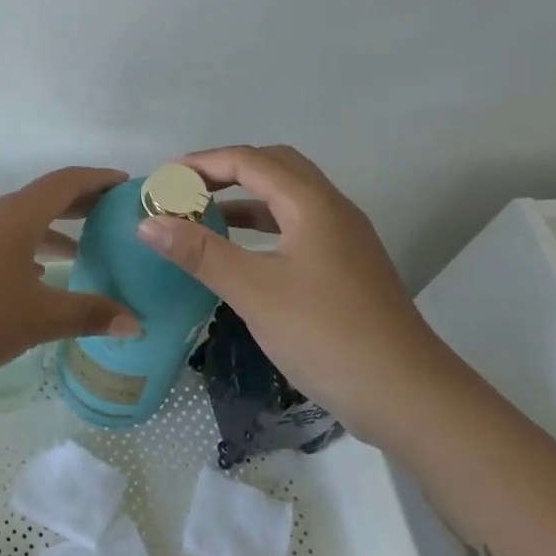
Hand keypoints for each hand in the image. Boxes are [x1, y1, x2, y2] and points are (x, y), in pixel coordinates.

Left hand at [0, 167, 141, 386]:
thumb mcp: (38, 319)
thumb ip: (89, 315)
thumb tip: (136, 323)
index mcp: (15, 217)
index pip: (65, 182)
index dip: (98, 180)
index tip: (126, 185)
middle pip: (42, 199)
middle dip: (79, 204)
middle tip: (112, 216)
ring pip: (20, 223)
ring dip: (52, 231)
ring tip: (82, 250)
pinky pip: (0, 243)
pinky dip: (26, 250)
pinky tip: (36, 278)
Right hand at [135, 145, 458, 437]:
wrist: (407, 394)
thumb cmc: (326, 335)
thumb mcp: (254, 291)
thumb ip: (200, 253)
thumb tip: (148, 223)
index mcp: (312, 204)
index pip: (250, 161)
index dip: (203, 163)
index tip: (163, 178)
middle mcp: (332, 209)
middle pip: (275, 167)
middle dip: (226, 171)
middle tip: (184, 190)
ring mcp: (345, 238)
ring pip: (289, 198)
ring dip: (246, 199)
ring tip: (203, 217)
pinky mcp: (348, 267)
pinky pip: (298, 227)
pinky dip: (264, 227)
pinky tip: (242, 254)